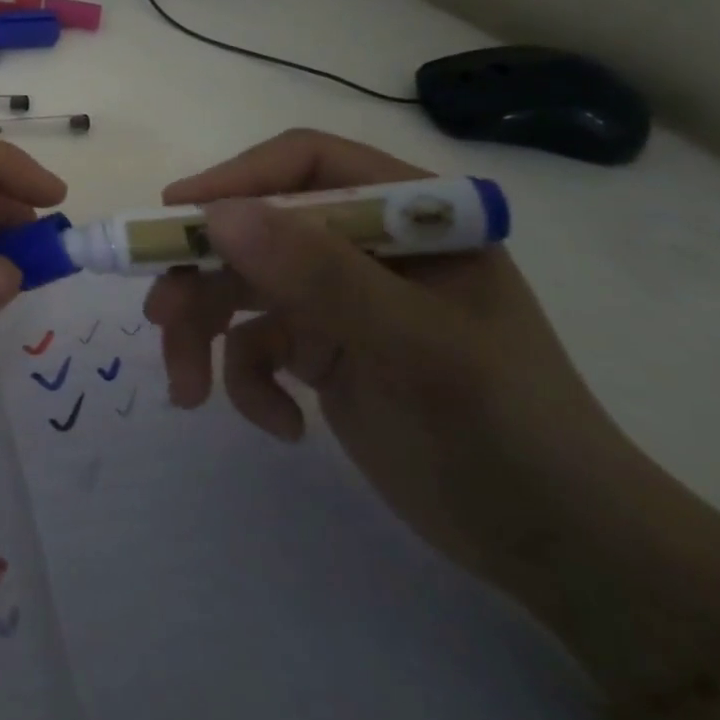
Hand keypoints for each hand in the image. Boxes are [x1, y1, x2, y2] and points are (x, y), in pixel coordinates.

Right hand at [144, 129, 650, 600]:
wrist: (561, 554)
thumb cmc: (507, 434)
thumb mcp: (415, 350)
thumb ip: (319, 275)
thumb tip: (217, 215)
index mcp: (407, 217)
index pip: (305, 165)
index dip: (234, 180)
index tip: (175, 216)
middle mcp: (365, 247)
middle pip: (255, 229)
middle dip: (203, 275)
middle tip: (159, 315)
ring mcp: (340, 299)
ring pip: (240, 287)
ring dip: (205, 332)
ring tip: (188, 389)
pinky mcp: (321, 349)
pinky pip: (256, 345)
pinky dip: (249, 382)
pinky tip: (282, 426)